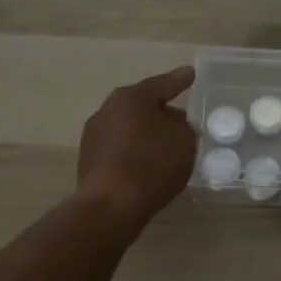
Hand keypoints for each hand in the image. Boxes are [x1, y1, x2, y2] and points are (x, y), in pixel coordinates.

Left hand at [76, 66, 198, 226]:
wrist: (110, 207)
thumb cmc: (152, 164)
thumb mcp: (184, 141)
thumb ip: (183, 127)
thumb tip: (172, 127)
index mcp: (131, 97)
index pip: (162, 84)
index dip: (180, 80)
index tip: (190, 73)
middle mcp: (108, 110)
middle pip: (142, 105)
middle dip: (161, 111)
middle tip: (181, 119)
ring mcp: (94, 137)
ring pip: (129, 128)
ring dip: (146, 134)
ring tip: (166, 147)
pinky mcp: (89, 162)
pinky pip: (120, 149)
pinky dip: (135, 153)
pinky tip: (148, 166)